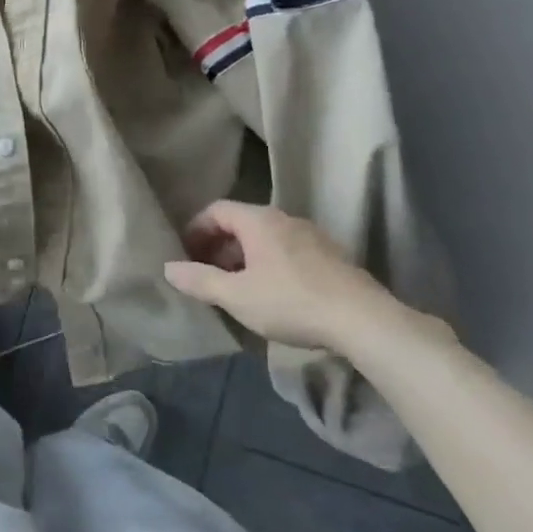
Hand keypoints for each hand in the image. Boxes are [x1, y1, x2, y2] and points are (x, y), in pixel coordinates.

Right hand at [163, 200, 442, 358]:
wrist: (364, 321)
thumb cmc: (291, 302)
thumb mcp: (236, 296)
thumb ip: (199, 280)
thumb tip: (168, 268)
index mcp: (259, 221)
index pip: (216, 209)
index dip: (195, 229)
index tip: (185, 254)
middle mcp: (285, 219)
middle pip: (241, 223)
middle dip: (218, 246)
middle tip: (206, 274)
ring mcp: (312, 236)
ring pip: (265, 239)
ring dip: (243, 257)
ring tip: (235, 288)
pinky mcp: (331, 256)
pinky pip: (287, 251)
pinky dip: (268, 264)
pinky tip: (271, 295)